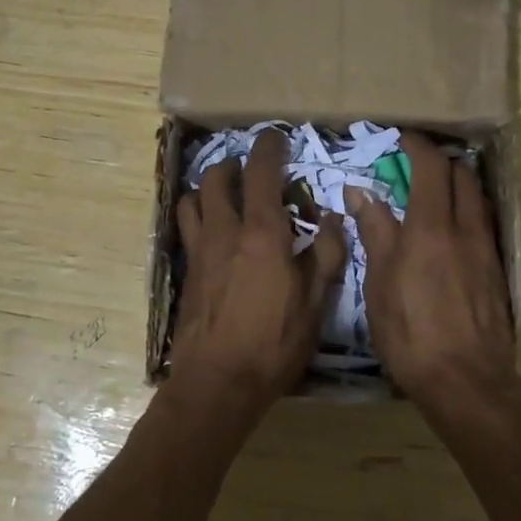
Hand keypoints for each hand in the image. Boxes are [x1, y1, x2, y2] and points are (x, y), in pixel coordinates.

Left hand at [170, 128, 346, 422]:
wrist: (217, 383)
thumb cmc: (274, 343)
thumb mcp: (315, 303)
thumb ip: (326, 255)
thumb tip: (333, 219)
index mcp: (262, 234)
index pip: (261, 173)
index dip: (268, 148)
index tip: (275, 137)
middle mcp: (224, 232)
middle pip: (217, 178)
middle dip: (233, 164)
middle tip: (251, 170)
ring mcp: (199, 252)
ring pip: (193, 200)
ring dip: (209, 189)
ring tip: (227, 197)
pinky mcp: (187, 273)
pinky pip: (187, 229)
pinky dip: (198, 217)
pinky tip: (213, 235)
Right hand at [348, 132, 517, 412]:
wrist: (467, 381)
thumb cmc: (411, 332)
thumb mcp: (380, 282)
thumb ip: (375, 232)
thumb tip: (360, 192)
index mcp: (431, 227)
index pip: (431, 167)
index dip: (418, 146)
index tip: (402, 138)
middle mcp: (465, 229)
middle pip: (462, 176)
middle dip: (441, 161)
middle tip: (417, 164)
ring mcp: (486, 250)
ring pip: (478, 199)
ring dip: (459, 184)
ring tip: (435, 193)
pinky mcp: (497, 272)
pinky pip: (484, 225)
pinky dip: (468, 211)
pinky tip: (453, 231)